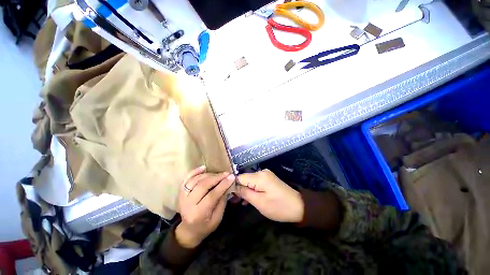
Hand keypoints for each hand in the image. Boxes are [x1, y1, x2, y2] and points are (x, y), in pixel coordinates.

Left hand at [176, 166, 234, 247]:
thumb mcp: (217, 218)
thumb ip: (222, 201)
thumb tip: (228, 185)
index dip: (223, 185)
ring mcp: (182, 197)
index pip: (211, 196)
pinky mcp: (181, 192)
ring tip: (219, 174)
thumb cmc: (205, 226)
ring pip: (196, 180)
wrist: (188, 230)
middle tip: (226, 174)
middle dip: (217, 178)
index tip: (232, 177)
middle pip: (202, 186)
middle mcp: (188, 204)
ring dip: (209, 175)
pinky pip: (187, 179)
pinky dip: (195, 171)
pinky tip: (204, 167)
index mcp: (198, 214)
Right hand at [236, 169, 303, 222]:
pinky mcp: (268, 179)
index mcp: (259, 176)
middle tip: (234, 202)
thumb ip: (245, 193)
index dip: (233, 186)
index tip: (229, 196)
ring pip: (250, 181)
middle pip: (244, 178)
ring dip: (245, 190)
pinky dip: (252, 190)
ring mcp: (266, 175)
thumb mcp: (259, 202)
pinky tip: (248, 199)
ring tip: (240, 202)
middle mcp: (261, 172)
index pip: (240, 177)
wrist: (298, 206)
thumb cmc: (278, 206)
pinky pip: (256, 183)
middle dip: (239, 189)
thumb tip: (233, 187)